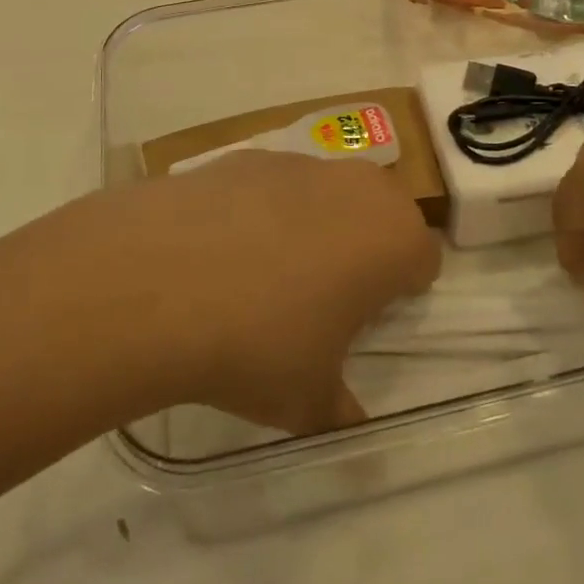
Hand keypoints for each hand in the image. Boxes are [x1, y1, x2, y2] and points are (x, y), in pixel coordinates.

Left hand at [106, 152, 441, 433]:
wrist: (159, 279)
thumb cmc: (258, 342)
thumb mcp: (307, 399)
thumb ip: (340, 411)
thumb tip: (351, 427)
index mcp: (391, 238)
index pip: (424, 257)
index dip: (402, 289)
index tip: (371, 318)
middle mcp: (356, 187)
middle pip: (382, 210)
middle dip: (367, 244)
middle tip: (328, 291)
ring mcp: (299, 163)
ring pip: (327, 191)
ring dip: (315, 222)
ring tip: (265, 270)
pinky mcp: (247, 155)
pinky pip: (273, 183)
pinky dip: (262, 209)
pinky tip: (220, 248)